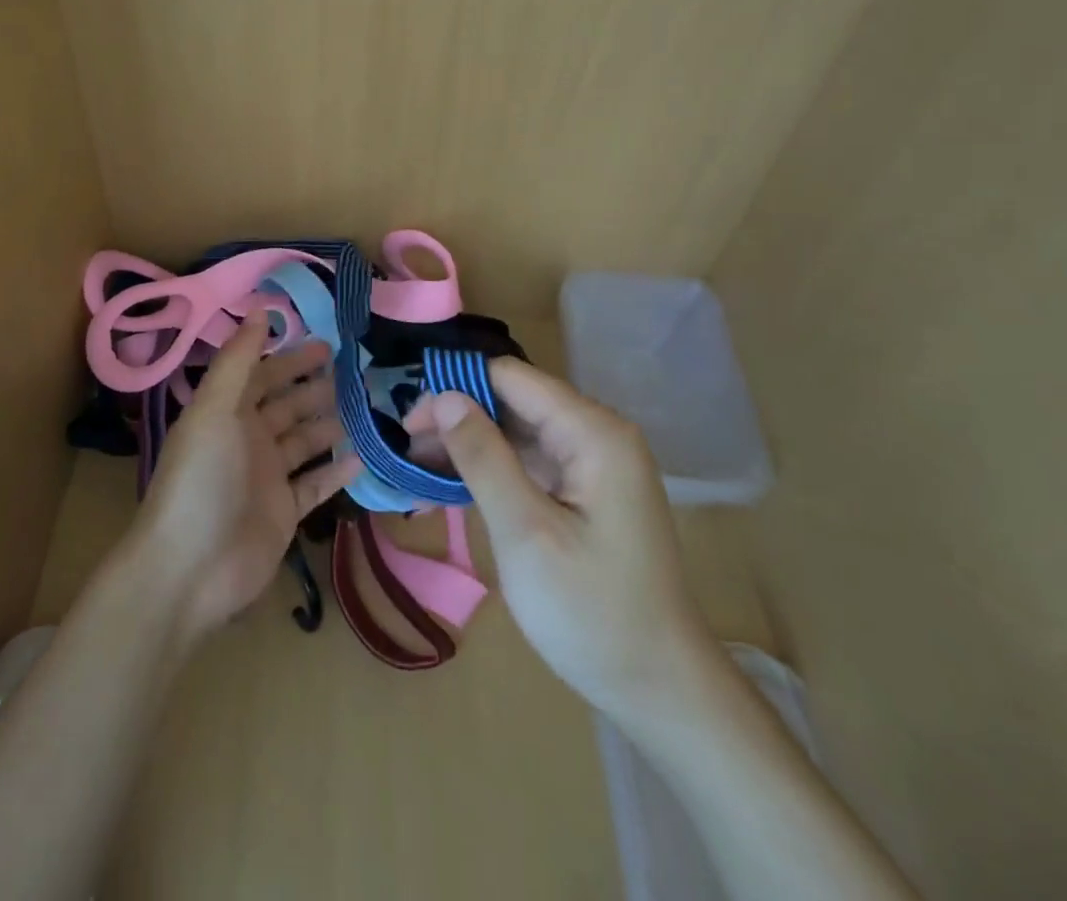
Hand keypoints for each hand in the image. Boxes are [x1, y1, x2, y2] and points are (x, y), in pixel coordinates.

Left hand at [133, 314, 362, 639]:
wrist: (190, 569)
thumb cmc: (201, 479)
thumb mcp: (214, 410)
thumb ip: (237, 360)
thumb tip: (260, 310)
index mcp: (227, 413)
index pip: (262, 375)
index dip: (290, 358)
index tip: (327, 342)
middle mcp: (248, 440)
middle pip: (287, 405)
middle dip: (316, 387)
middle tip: (356, 371)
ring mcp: (267, 478)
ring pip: (304, 441)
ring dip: (329, 423)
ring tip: (364, 406)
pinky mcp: (284, 513)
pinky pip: (315, 484)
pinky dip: (335, 470)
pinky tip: (362, 456)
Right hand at [402, 359, 713, 722]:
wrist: (660, 690)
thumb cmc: (592, 612)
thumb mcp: (525, 532)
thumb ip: (483, 457)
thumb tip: (443, 396)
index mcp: (593, 432)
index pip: (510, 377)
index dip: (455, 388)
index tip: (408, 420)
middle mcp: (596, 433)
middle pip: (512, 401)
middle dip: (458, 419)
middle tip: (405, 451)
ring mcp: (593, 463)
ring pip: (517, 431)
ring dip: (469, 446)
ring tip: (416, 469)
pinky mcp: (586, 490)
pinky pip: (530, 461)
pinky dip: (491, 470)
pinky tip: (451, 486)